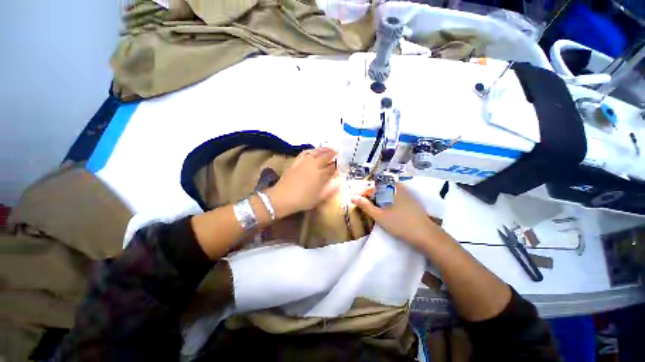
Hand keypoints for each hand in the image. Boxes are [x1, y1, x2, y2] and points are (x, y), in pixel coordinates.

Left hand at [266, 148, 340, 217]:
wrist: (283, 197)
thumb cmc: (303, 200)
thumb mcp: (319, 198)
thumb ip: (331, 189)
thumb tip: (339, 182)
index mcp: (321, 175)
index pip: (332, 167)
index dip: (337, 164)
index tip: (340, 163)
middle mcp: (314, 165)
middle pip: (325, 157)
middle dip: (332, 154)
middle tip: (337, 152)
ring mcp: (305, 162)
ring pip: (316, 152)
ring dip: (323, 149)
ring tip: (329, 148)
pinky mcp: (296, 162)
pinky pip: (305, 153)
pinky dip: (311, 150)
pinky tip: (313, 150)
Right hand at [351, 183, 440, 248]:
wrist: (426, 235)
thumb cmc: (400, 224)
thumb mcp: (379, 216)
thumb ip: (365, 206)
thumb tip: (352, 197)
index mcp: (391, 188)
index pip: (372, 186)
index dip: (362, 192)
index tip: (355, 199)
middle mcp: (399, 187)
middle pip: (379, 186)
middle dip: (369, 194)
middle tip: (362, 203)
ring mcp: (406, 193)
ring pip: (386, 191)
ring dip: (377, 196)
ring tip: (371, 206)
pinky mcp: (410, 200)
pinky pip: (393, 195)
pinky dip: (385, 200)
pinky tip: (383, 208)